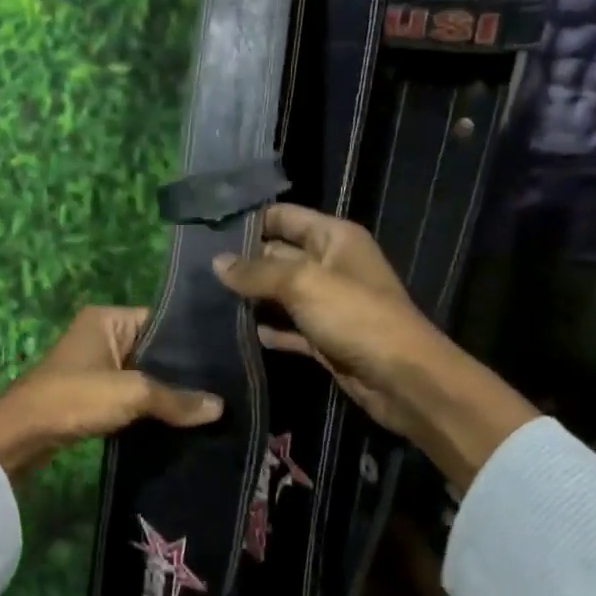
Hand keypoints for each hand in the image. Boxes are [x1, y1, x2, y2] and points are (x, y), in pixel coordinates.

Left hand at [0, 306, 222, 481]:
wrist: (21, 435)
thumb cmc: (75, 397)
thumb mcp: (131, 393)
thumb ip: (176, 398)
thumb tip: (220, 407)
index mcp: (108, 318)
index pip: (163, 320)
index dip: (194, 340)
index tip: (230, 358)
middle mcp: (103, 334)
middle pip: (155, 349)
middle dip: (185, 369)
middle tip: (227, 385)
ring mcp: (97, 365)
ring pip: (145, 374)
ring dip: (168, 391)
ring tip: (211, 403)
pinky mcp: (93, 394)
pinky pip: (132, 394)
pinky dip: (151, 406)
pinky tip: (181, 418)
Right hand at [213, 205, 535, 487]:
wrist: (402, 380)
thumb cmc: (356, 316)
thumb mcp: (303, 283)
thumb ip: (257, 271)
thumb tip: (217, 263)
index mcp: (334, 237)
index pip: (284, 216)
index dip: (249, 221)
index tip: (205, 229)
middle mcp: (330, 264)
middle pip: (277, 254)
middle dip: (242, 261)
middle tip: (193, 268)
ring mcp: (327, 303)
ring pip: (279, 293)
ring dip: (250, 298)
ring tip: (203, 298)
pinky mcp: (323, 337)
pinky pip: (287, 327)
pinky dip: (266, 329)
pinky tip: (233, 333)